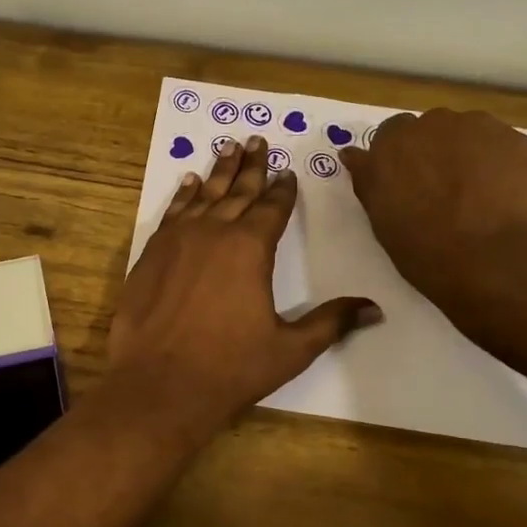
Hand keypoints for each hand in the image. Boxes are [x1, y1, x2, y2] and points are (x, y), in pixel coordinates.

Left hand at [108, 137, 379, 436]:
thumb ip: (331, 323)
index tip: (287, 172)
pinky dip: (183, 195)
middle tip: (258, 140)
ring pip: (203, 195)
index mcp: (250, 248)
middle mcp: (213, 232)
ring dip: (218, 171)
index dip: (282, 190)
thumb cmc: (229, 369)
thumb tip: (375, 309)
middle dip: (251, 166)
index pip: (272, 208)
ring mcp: (177, 240)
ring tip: (228, 146)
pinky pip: (171, 212)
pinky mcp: (150, 254)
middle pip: (238, 191)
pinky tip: (189, 182)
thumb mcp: (289, 349)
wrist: (158, 385)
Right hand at [339, 108, 526, 314]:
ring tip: (478, 194)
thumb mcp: (383, 221)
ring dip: (468, 153)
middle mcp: (431, 125)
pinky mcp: (517, 139)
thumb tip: (353, 155)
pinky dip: (500, 163)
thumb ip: (369, 181)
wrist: (498, 261)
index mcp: (391, 146)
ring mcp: (478, 128)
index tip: (406, 184)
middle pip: (430, 129)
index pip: (390, 135)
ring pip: (468, 133)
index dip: (400, 159)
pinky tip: (505, 195)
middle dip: (434, 152)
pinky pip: (501, 145)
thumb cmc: (428, 252)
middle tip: (443, 191)